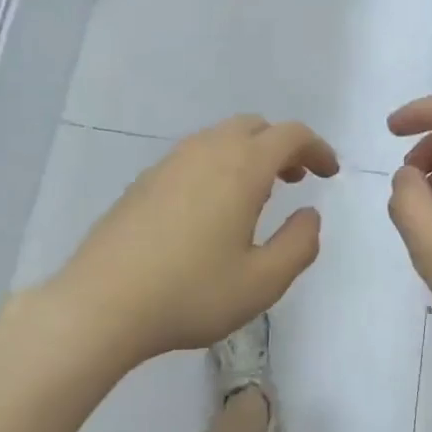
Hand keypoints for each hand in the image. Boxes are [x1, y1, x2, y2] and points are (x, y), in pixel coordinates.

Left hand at [55, 115, 339, 365]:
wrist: (101, 304)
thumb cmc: (191, 293)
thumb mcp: (263, 282)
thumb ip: (299, 244)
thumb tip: (310, 215)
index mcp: (241, 168)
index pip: (290, 135)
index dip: (317, 148)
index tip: (329, 173)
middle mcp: (205, 152)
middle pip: (253, 126)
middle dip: (282, 146)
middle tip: (295, 181)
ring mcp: (168, 164)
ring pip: (219, 138)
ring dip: (248, 154)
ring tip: (257, 197)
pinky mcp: (143, 182)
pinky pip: (193, 156)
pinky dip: (217, 166)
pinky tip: (211, 209)